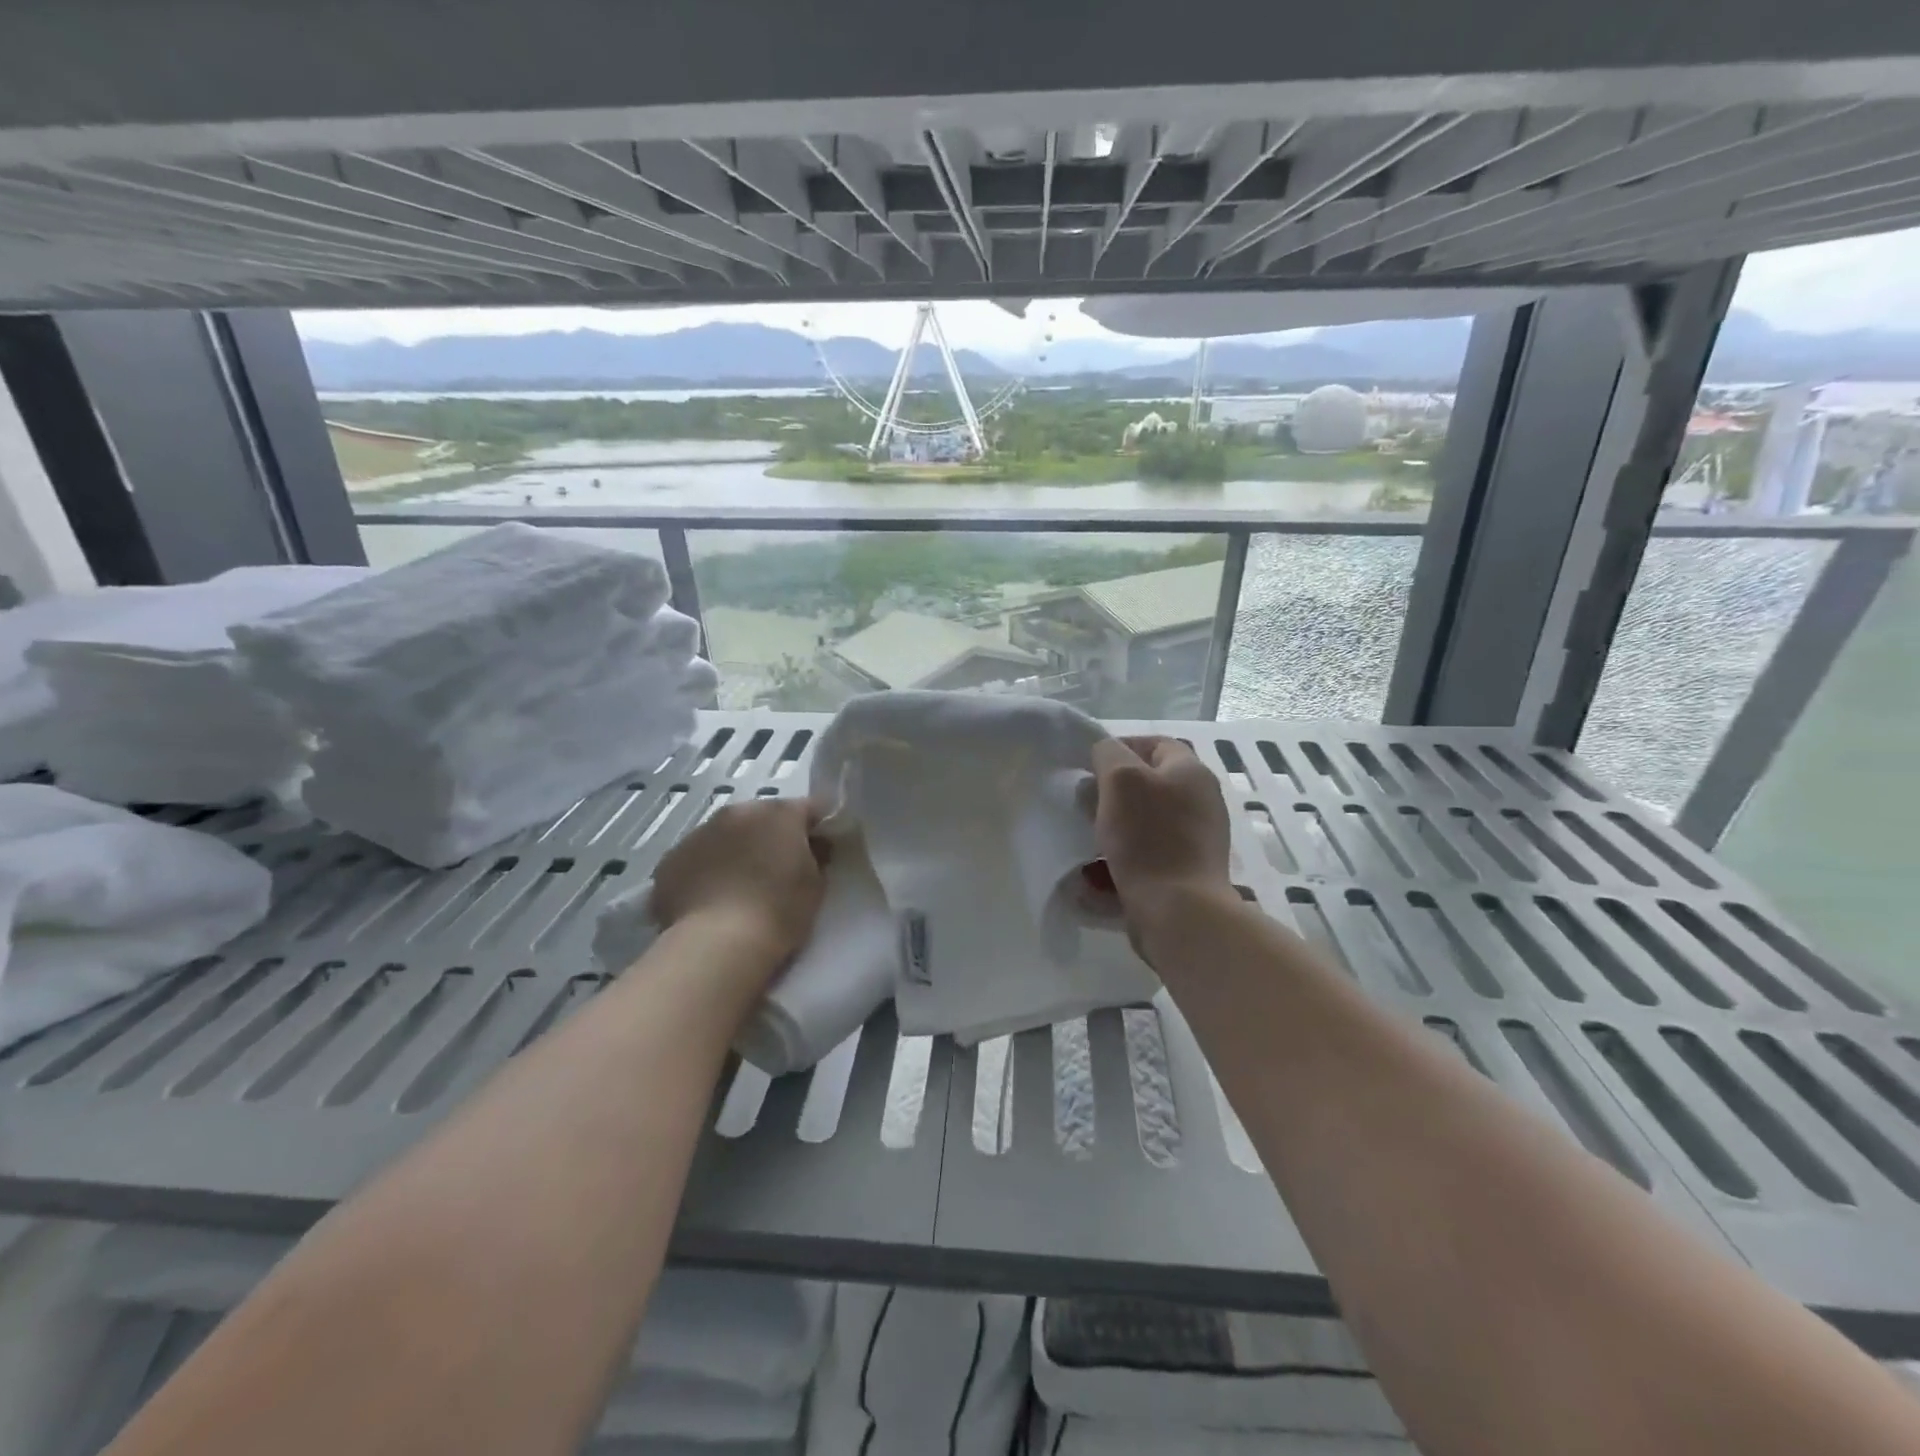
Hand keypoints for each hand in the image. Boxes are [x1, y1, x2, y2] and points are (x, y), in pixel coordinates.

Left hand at [650, 799, 826, 963]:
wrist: (717, 945)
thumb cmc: (778, 912)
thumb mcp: (816, 885)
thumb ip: (817, 857)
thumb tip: (813, 847)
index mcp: (779, 813)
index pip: (808, 808)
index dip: (816, 828)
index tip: (820, 850)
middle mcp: (737, 812)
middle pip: (762, 817)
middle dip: (771, 837)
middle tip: (777, 870)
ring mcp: (698, 833)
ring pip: (725, 835)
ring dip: (736, 851)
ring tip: (740, 888)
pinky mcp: (670, 860)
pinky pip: (696, 858)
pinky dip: (705, 870)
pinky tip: (710, 900)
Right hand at [1091, 736, 1234, 933]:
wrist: (1179, 912)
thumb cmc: (1148, 837)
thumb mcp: (1120, 779)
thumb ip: (1108, 754)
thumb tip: (1105, 755)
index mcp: (1191, 773)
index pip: (1155, 744)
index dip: (1119, 748)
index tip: (1088, 767)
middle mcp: (1201, 802)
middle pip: (1148, 787)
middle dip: (1111, 794)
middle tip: (1083, 806)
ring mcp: (1196, 841)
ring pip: (1143, 825)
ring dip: (1112, 831)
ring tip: (1086, 842)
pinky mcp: (1186, 875)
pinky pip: (1146, 859)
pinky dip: (1120, 863)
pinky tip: (1096, 877)